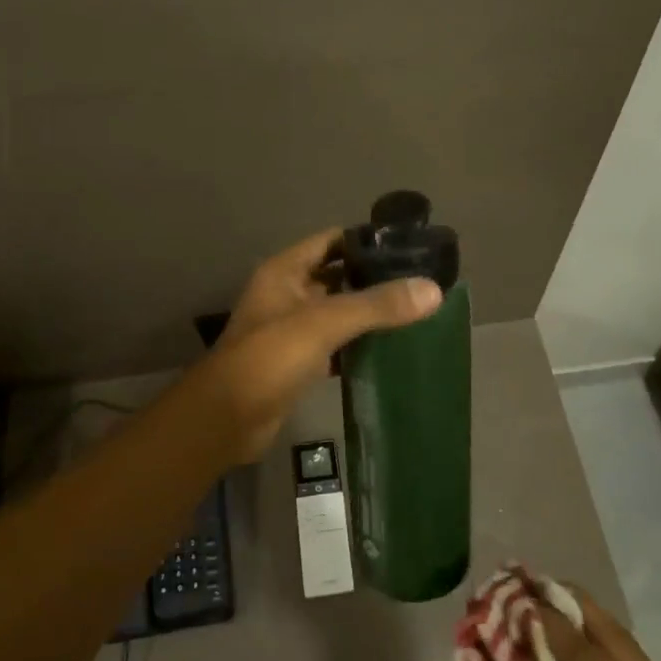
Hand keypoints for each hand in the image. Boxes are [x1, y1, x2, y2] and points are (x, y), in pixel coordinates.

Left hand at [194, 228, 441, 460]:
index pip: (331, 241)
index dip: (365, 240)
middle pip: (336, 276)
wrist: (227, 419)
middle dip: (372, 278)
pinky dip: (357, 344)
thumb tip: (434, 290)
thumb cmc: (269, 357)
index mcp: (285, 271)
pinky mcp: (297, 363)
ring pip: (336, 312)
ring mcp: (290, 330)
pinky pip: (334, 344)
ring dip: (367, 313)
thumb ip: (377, 305)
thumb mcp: (324, 322)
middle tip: (419, 283)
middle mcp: (287, 294)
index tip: (408, 248)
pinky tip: (389, 349)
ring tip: (414, 313)